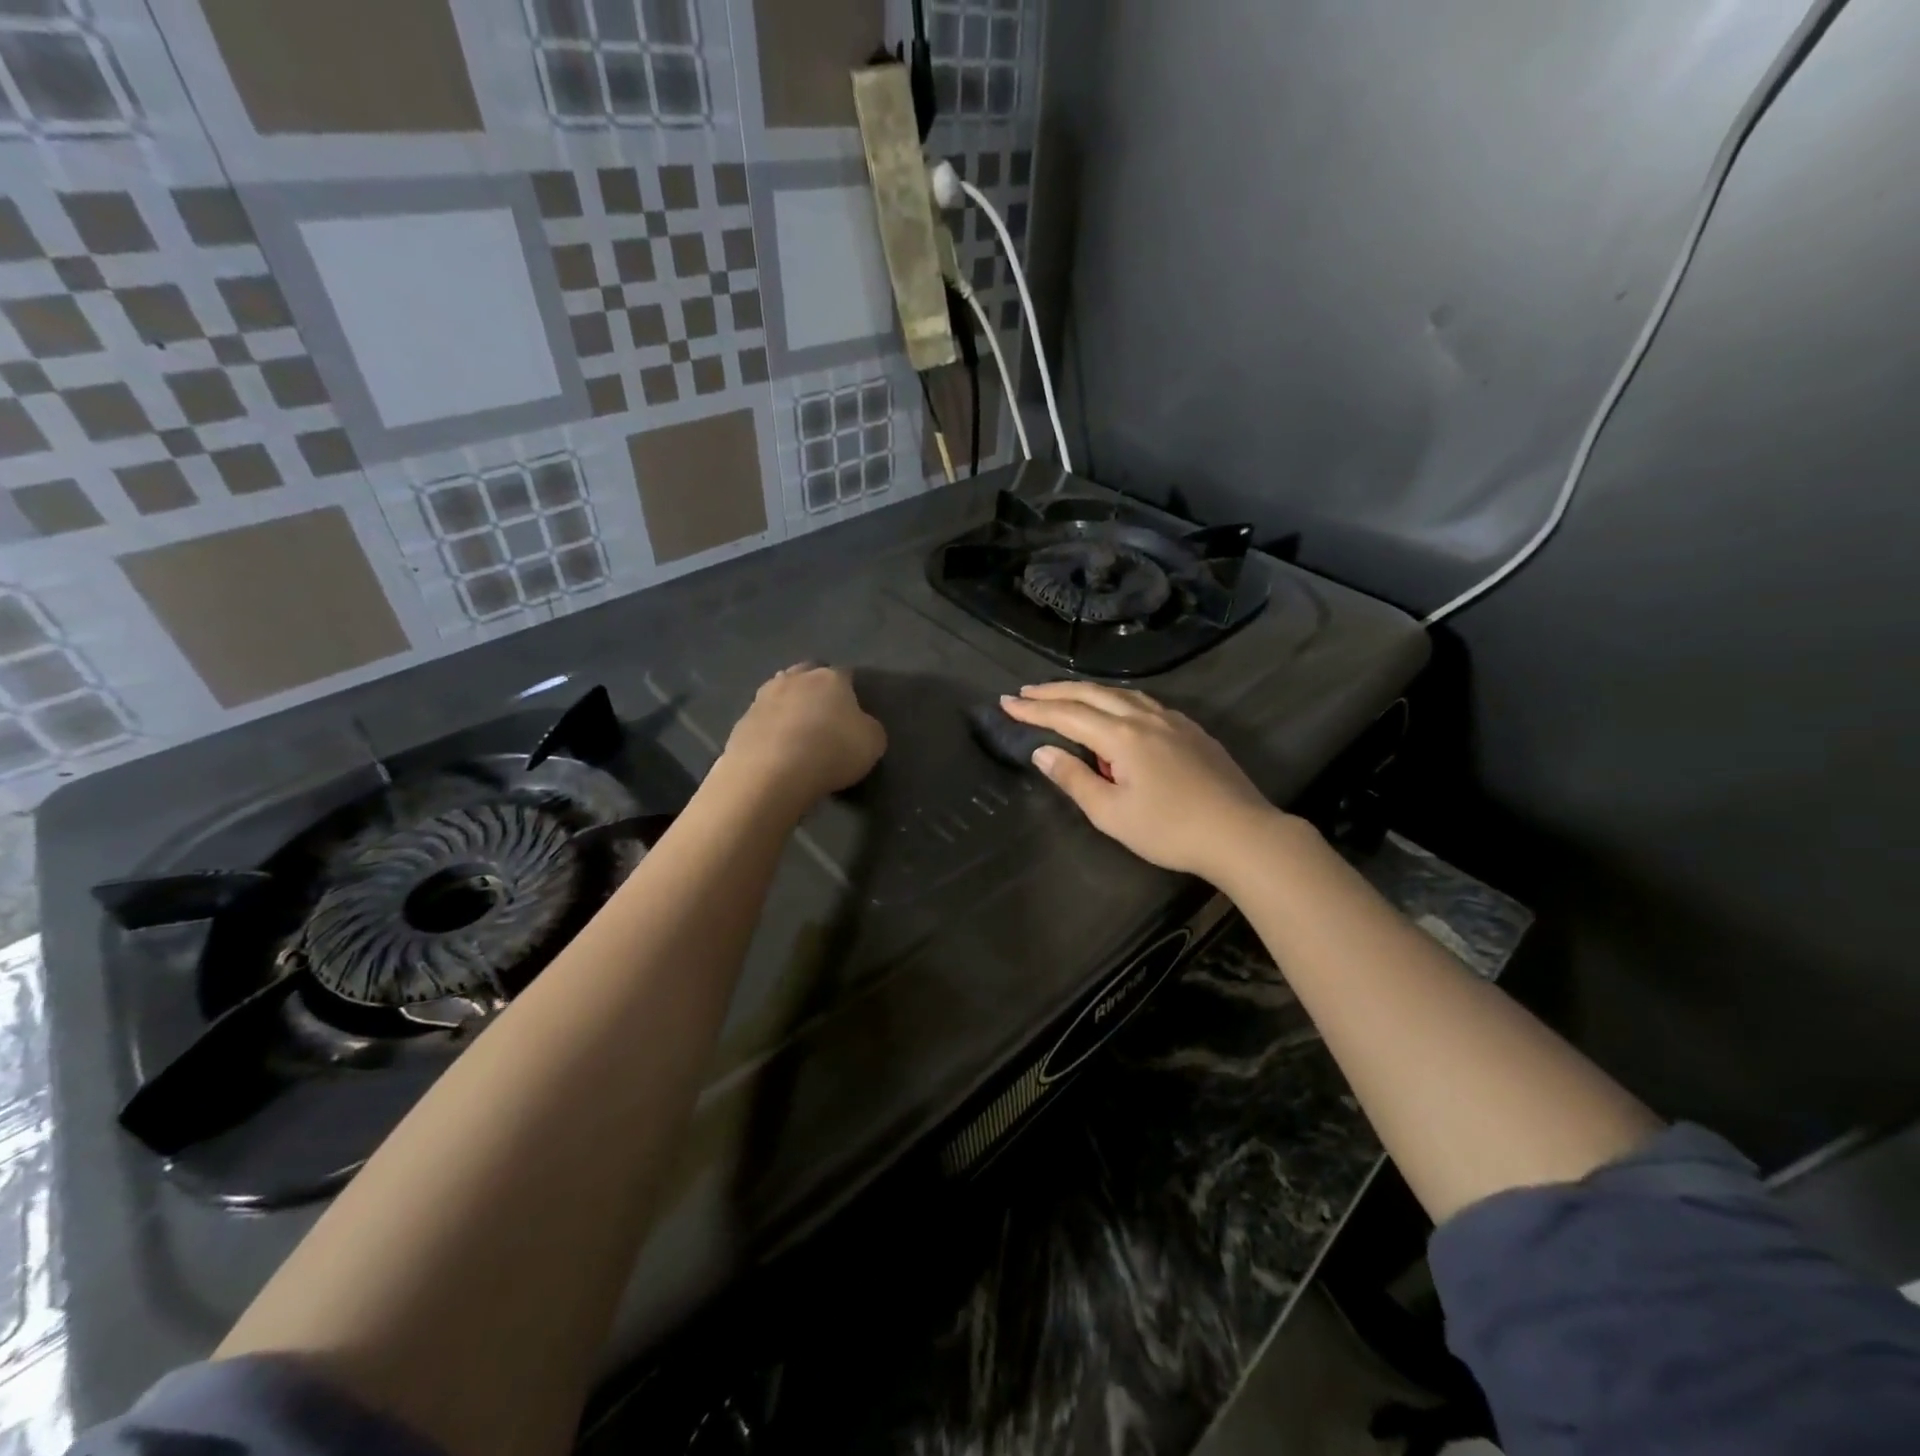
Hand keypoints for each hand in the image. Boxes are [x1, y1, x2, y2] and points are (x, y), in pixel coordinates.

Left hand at [720, 665, 886, 811]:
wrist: (772, 773)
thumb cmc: (832, 751)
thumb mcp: (872, 743)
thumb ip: (868, 727)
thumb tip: (859, 724)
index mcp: (830, 678)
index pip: (844, 674)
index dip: (850, 689)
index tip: (853, 709)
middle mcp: (795, 679)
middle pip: (806, 673)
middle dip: (814, 687)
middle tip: (822, 713)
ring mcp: (763, 698)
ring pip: (779, 691)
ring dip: (787, 704)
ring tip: (795, 729)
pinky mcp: (741, 722)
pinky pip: (761, 719)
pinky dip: (769, 729)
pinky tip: (774, 748)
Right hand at [999, 682, 1285, 880]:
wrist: (1241, 833)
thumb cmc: (1169, 830)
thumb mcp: (1112, 813)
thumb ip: (1074, 779)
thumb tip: (1043, 753)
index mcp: (1122, 736)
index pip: (1067, 715)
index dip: (1034, 709)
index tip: (1006, 702)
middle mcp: (1145, 717)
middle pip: (1092, 694)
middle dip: (1055, 691)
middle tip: (1026, 691)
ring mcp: (1172, 720)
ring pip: (1120, 693)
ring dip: (1086, 691)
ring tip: (1063, 696)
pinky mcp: (1191, 730)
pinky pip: (1143, 702)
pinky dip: (1116, 699)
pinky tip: (1116, 710)